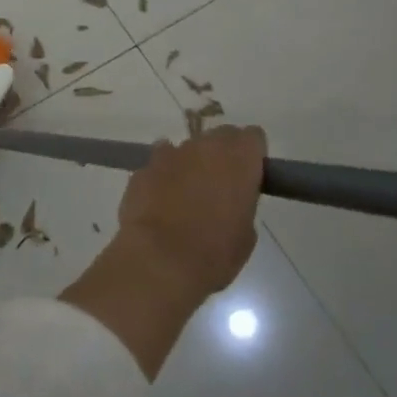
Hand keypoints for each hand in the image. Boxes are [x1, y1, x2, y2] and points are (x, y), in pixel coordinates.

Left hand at [61, 126, 265, 380]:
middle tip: (219, 185)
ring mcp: (171, 153)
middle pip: (220, 136)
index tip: (249, 174)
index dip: (251, 154)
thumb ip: (241, 204)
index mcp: (239, 159)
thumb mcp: (245, 235)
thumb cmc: (213, 253)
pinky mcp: (144, 167)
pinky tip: (160, 201)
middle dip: (222, 155)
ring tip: (185, 196)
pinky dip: (163, 176)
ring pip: (187, 149)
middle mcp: (205, 146)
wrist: (159, 260)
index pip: (253, 137)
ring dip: (190, 164)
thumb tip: (229, 201)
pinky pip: (159, 163)